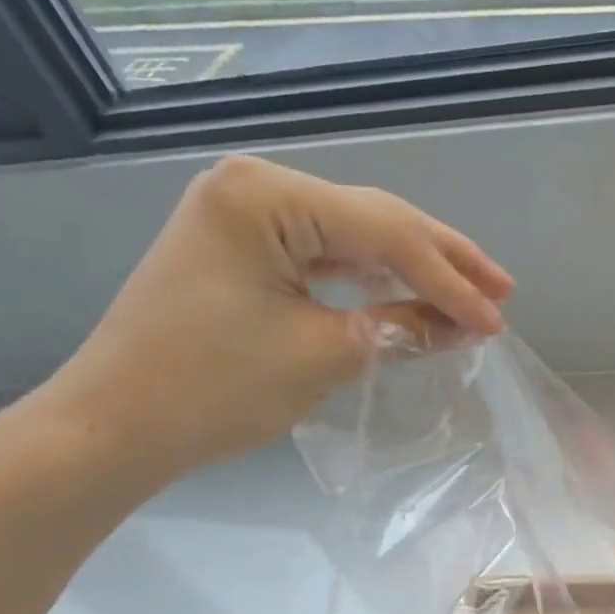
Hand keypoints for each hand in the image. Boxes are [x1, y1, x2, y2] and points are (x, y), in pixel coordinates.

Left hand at [37, 154, 512, 484]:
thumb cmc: (213, 388)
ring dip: (412, 268)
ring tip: (471, 294)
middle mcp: (257, 186)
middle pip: (375, 220)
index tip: (495, 322)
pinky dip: (372, 278)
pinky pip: (326, 254)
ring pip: (355, 236)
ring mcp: (246, 214)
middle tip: (501, 293)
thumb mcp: (324, 354)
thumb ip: (402, 327)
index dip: (449, 280)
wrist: (114, 427)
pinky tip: (411, 293)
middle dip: (441, 261)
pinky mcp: (244, 246)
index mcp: (267, 197)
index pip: (385, 231)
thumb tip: (466, 325)